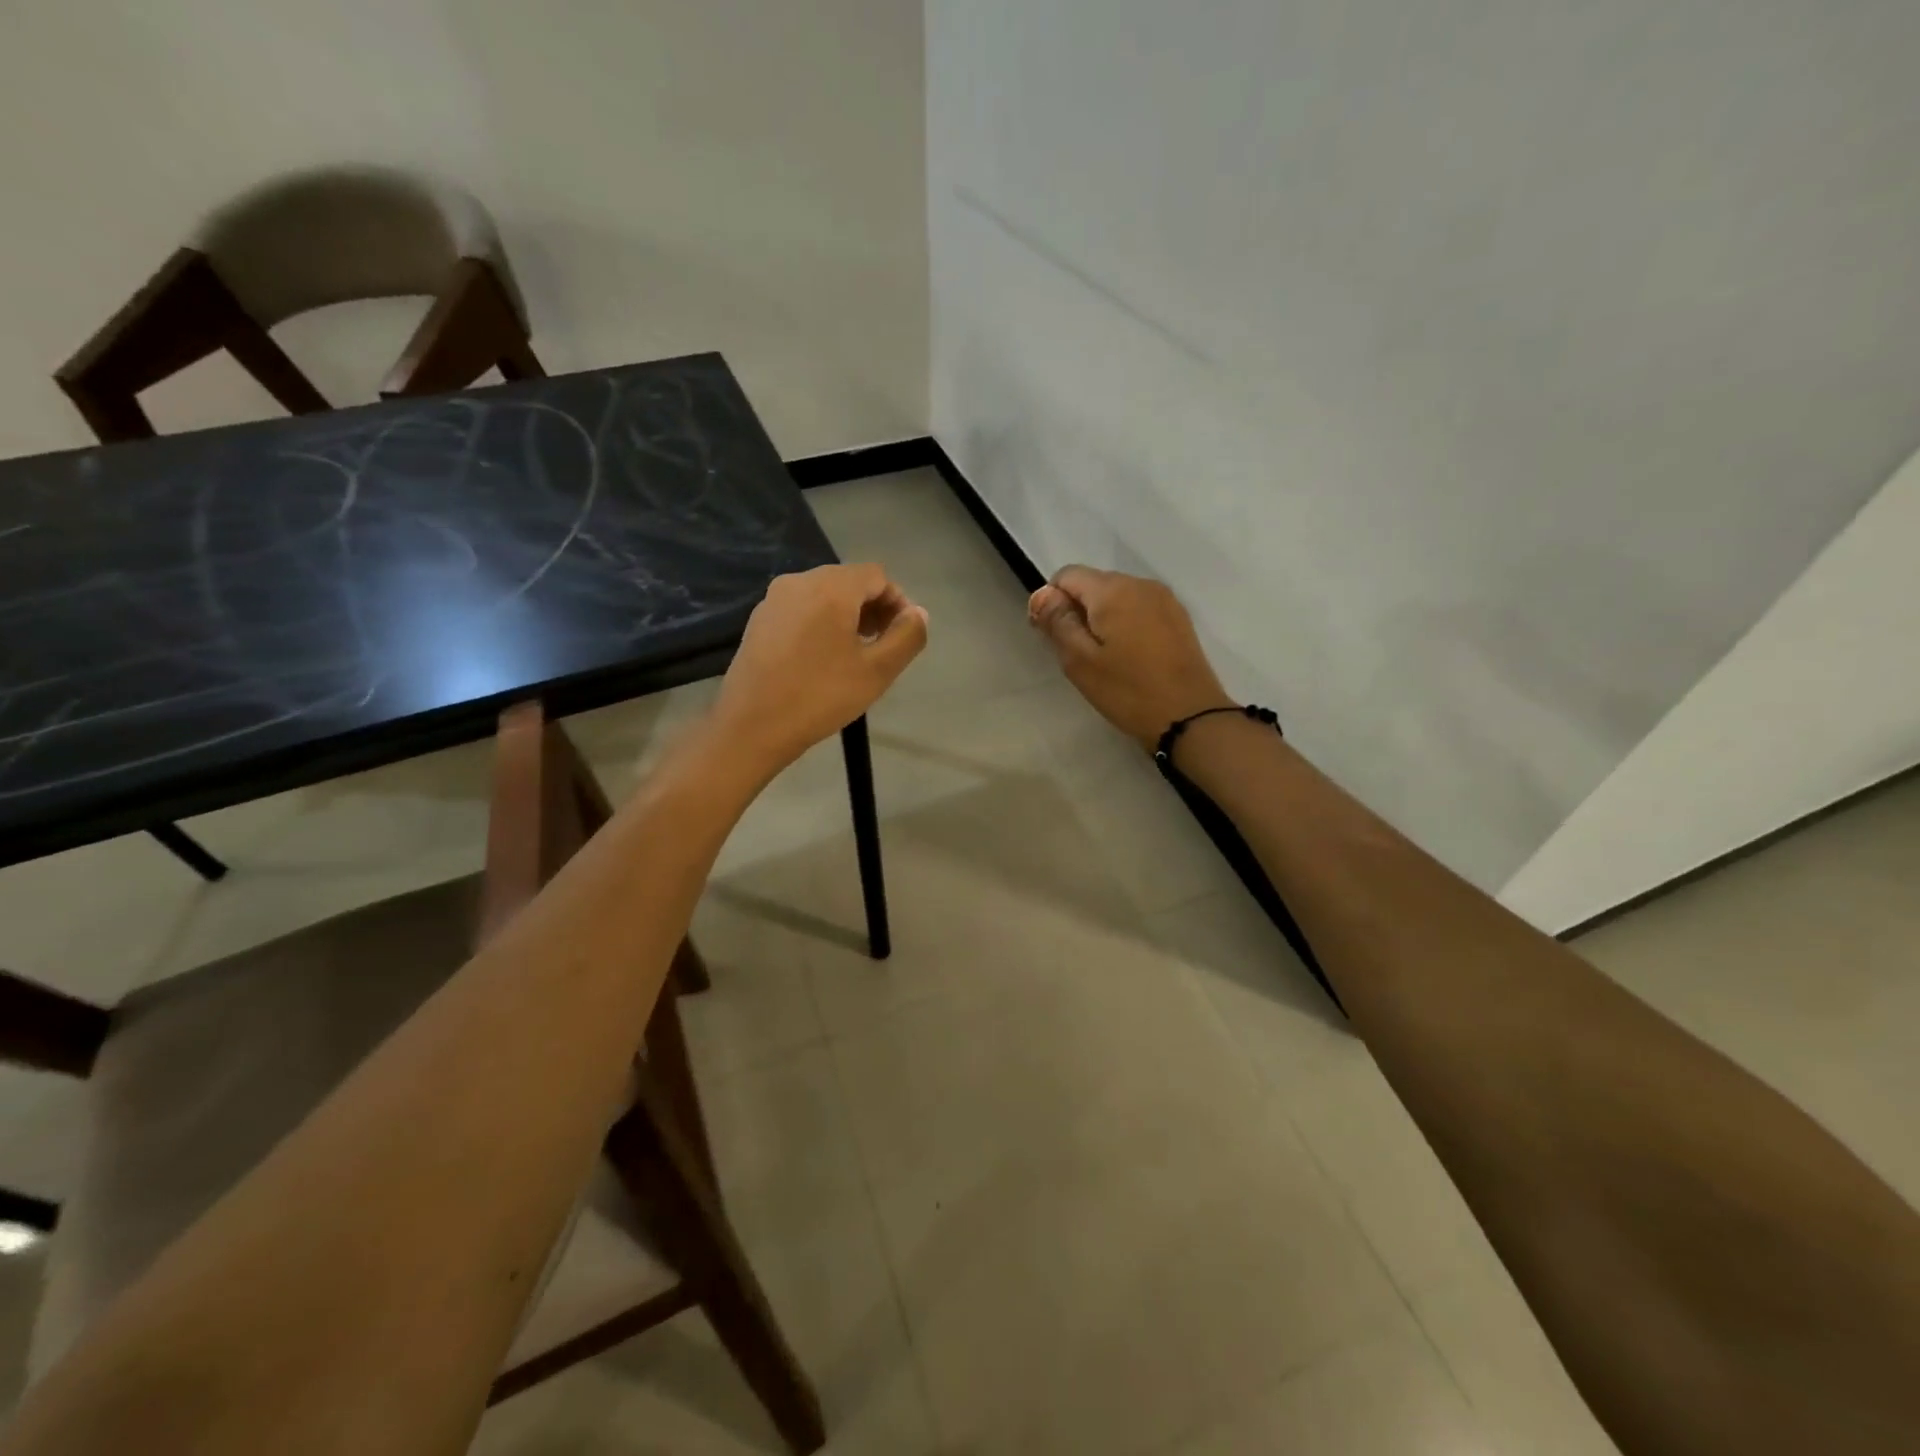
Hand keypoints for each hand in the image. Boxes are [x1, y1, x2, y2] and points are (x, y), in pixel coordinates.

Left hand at [714, 564, 927, 773]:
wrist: (752, 725)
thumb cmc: (821, 696)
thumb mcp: (877, 671)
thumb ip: (907, 636)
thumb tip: (918, 613)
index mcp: (831, 587)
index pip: (877, 576)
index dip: (897, 601)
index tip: (903, 636)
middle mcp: (799, 581)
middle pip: (848, 581)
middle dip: (873, 607)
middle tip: (883, 646)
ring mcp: (774, 600)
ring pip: (823, 595)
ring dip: (848, 616)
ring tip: (855, 655)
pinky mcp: (758, 620)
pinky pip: (801, 609)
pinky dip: (821, 623)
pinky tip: (822, 659)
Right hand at [1028, 566, 1233, 748]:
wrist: (1190, 716)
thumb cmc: (1128, 691)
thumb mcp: (1080, 661)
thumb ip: (1058, 622)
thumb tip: (1043, 594)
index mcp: (1112, 590)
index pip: (1067, 575)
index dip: (1051, 601)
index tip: (1052, 636)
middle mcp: (1139, 584)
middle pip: (1094, 583)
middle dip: (1078, 610)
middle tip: (1077, 654)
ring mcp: (1163, 599)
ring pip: (1118, 596)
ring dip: (1102, 618)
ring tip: (1104, 658)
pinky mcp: (1178, 617)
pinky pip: (1139, 609)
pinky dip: (1126, 624)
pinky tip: (1129, 656)